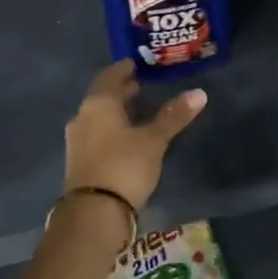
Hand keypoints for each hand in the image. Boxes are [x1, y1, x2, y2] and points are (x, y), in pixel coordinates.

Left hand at [64, 60, 206, 211]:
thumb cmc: (124, 166)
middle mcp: (83, 116)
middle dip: (121, 90)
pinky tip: (126, 137)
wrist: (93, 213)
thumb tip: (199, 92)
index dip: (124, 69)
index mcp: (98, 103)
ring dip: (116, 111)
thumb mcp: (154, 140)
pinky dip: (111, 129)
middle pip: (103, 96)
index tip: (138, 65)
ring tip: (138, 110)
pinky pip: (96, 134)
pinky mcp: (79, 161)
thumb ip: (173, 116)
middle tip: (142, 85)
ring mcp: (77, 140)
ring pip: (98, 116)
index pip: (110, 76)